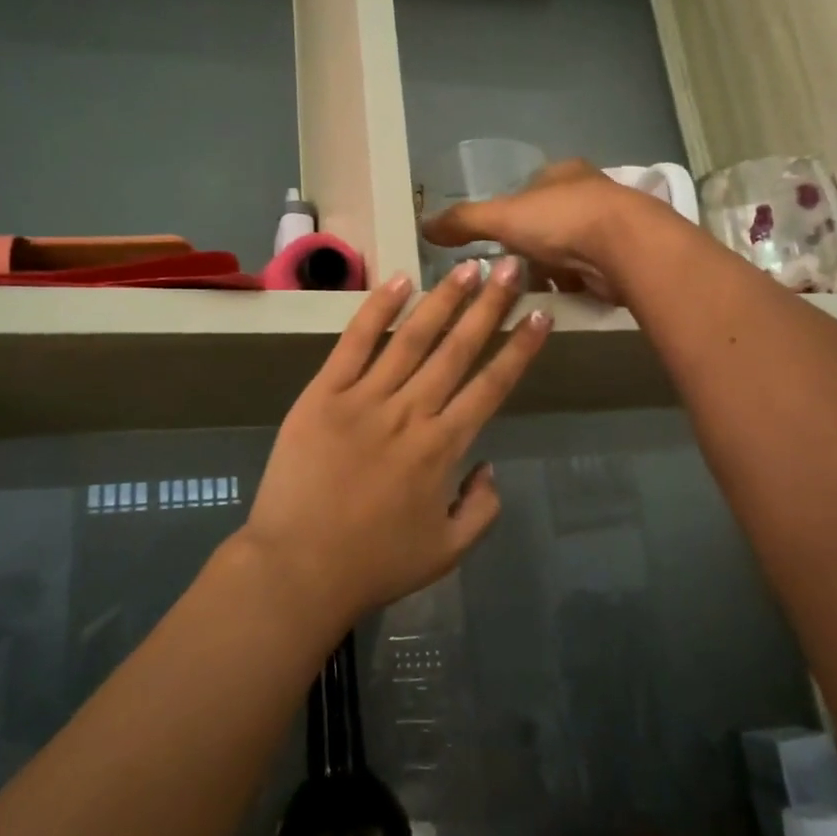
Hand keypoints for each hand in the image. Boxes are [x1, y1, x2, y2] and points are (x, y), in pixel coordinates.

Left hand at [241, 258, 551, 624]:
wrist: (297, 569)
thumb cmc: (374, 564)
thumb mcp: (447, 552)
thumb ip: (482, 509)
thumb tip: (489, 465)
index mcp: (442, 448)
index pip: (492, 385)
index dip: (519, 348)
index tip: (539, 313)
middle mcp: (410, 413)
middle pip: (457, 349)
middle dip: (489, 305)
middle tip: (513, 266)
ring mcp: (363, 399)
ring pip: (411, 338)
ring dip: (443, 300)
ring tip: (468, 266)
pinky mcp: (322, 395)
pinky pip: (353, 344)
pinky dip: (376, 311)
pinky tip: (399, 282)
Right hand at [420, 160, 666, 301]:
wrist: (627, 248)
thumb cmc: (562, 221)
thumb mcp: (502, 217)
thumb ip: (463, 221)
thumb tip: (423, 225)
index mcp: (562, 173)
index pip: (529, 189)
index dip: (510, 212)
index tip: (494, 238)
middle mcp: (589, 193)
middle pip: (548, 221)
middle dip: (529, 246)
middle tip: (506, 270)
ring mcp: (609, 226)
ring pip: (567, 250)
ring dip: (549, 270)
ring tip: (526, 291)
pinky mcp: (621, 258)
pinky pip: (585, 273)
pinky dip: (570, 286)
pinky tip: (555, 300)